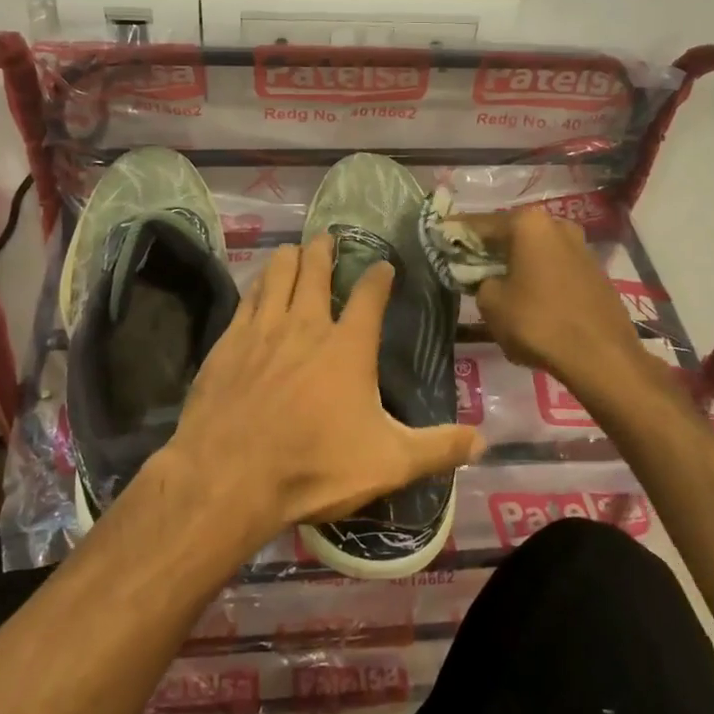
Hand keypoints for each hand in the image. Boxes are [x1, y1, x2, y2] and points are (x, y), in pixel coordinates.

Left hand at [163, 234, 484, 547]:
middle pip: (315, 270)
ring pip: (277, 274)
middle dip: (324, 250)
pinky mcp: (228, 341)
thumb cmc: (314, 467)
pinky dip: (258, 284)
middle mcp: (305, 324)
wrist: (229, 476)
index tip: (384, 266)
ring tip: (295, 250)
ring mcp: (263, 328)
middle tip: (327, 237)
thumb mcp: (388, 463)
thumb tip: (484, 441)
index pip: (369, 296)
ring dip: (289, 258)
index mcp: (347, 347)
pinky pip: (246, 297)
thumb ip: (437, 449)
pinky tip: (258, 284)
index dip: (379, 277)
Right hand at [457, 207, 651, 398]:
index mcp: (528, 224)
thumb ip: (480, 281)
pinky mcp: (595, 272)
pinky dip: (538, 277)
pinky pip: (555, 268)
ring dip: (516, 263)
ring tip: (498, 282)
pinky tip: (529, 298)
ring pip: (536, 251)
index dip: (456, 233)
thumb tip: (489, 280)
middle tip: (467, 263)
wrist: (601, 356)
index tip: (439, 236)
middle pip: (512, 234)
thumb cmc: (538, 322)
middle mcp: (556, 225)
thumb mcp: (491, 303)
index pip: (480, 224)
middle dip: (490, 248)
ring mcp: (581, 247)